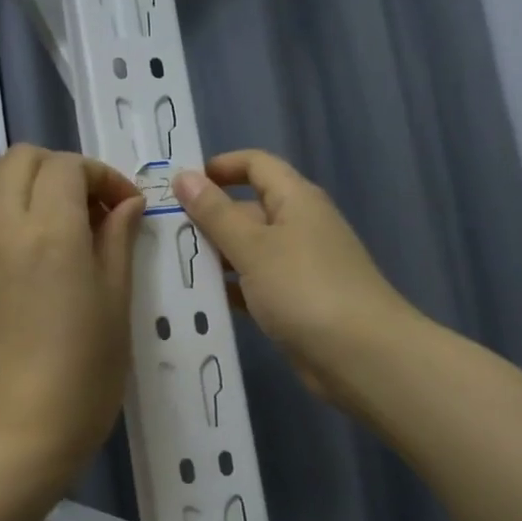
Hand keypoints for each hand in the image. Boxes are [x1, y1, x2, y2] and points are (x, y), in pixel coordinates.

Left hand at [0, 146, 144, 493]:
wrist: (24, 430)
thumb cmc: (86, 372)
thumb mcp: (117, 302)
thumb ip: (118, 240)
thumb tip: (127, 201)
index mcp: (52, 231)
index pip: (70, 167)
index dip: (101, 175)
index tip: (120, 205)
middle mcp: (0, 225)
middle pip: (22, 159)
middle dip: (59, 170)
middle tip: (83, 208)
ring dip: (12, 180)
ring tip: (36, 214)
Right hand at [172, 150, 415, 402]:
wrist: (361, 355)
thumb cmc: (305, 288)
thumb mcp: (253, 247)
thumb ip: (215, 213)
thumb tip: (184, 176)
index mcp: (296, 199)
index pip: (257, 165)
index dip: (220, 167)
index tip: (179, 185)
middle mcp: (299, 226)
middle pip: (248, 209)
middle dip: (208, 218)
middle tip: (161, 233)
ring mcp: (299, 266)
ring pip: (249, 250)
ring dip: (215, 256)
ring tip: (168, 266)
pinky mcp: (295, 302)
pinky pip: (255, 285)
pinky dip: (231, 289)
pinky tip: (198, 301)